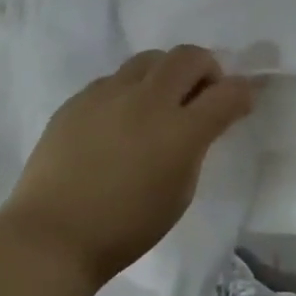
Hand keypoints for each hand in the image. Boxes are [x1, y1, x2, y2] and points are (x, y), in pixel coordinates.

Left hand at [0, 46, 253, 285]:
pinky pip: (115, 79)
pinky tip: (121, 119)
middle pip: (189, 57)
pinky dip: (130, 90)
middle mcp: (148, 101)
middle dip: (206, 69)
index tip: (243, 101)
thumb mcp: (180, 191)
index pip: (228, 92)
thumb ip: (196, 147)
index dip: (244, 92)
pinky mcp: (78, 100)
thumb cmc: (126, 227)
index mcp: (181, 131)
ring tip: (160, 101)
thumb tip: (200, 123)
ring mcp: (109, 95)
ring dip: (167, 73)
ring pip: (150, 58)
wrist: (50, 238)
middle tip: (202, 94)